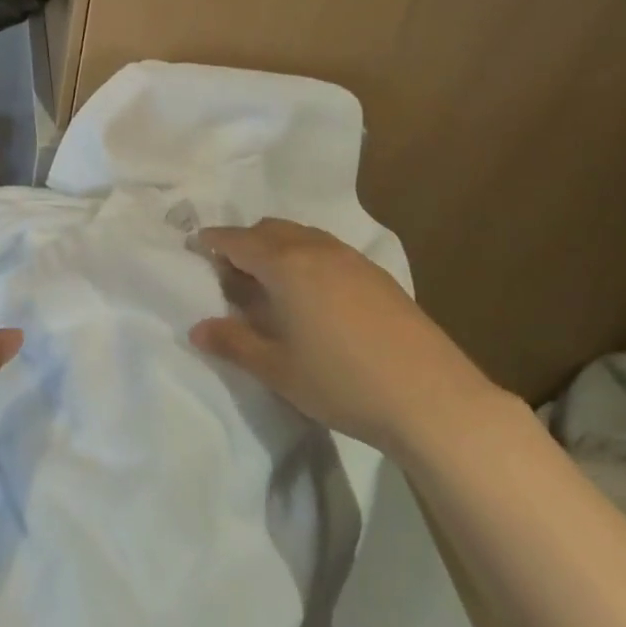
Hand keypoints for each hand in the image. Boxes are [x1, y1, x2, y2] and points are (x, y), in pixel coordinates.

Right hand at [189, 219, 495, 450]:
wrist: (430, 396)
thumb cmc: (342, 382)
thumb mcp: (278, 369)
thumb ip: (234, 342)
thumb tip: (196, 328)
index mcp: (286, 265)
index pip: (239, 241)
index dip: (213, 240)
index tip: (195, 244)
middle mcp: (317, 249)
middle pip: (270, 230)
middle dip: (245, 242)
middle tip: (230, 271)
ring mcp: (352, 258)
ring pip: (302, 236)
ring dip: (277, 247)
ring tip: (269, 282)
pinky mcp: (377, 274)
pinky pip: (327, 249)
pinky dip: (306, 257)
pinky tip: (312, 294)